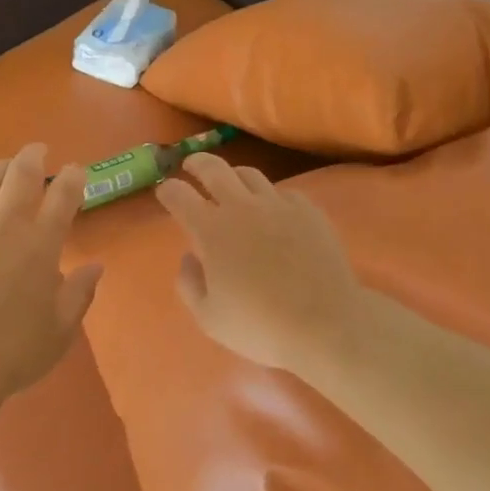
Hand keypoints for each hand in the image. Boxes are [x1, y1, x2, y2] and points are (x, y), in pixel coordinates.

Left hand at [0, 144, 103, 402]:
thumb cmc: (17, 351)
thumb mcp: (61, 329)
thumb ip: (80, 293)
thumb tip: (95, 266)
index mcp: (42, 245)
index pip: (63, 197)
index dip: (72, 178)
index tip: (76, 170)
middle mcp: (6, 227)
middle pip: (20, 176)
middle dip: (33, 157)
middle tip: (37, 151)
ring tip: (2, 166)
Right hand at [154, 155, 365, 375]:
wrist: (325, 324)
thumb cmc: (260, 326)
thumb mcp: (209, 318)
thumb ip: (189, 284)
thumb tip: (190, 258)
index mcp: (211, 231)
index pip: (179, 195)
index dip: (167, 190)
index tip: (164, 192)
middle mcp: (242, 207)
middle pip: (213, 168)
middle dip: (196, 163)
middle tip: (190, 166)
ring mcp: (279, 205)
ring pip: (249, 174)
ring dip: (232, 176)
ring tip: (230, 185)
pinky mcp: (308, 211)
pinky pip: (283, 192)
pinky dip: (269, 196)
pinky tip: (272, 211)